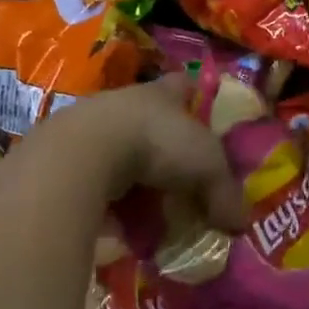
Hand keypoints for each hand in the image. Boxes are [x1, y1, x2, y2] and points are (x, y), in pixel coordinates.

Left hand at [50, 75, 247, 232]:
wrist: (83, 154)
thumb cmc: (155, 143)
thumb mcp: (206, 166)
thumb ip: (225, 192)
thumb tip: (241, 223)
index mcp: (162, 93)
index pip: (182, 85)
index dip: (193, 96)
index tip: (202, 112)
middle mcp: (128, 103)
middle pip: (151, 121)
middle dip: (165, 148)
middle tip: (181, 180)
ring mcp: (93, 128)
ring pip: (121, 151)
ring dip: (134, 178)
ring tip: (149, 211)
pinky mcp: (67, 159)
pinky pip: (96, 181)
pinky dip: (108, 200)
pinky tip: (118, 223)